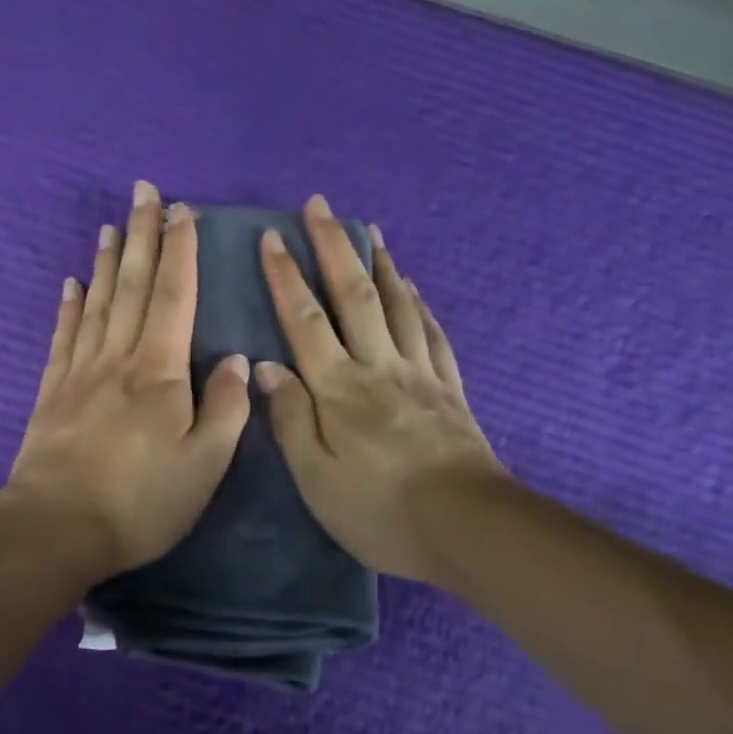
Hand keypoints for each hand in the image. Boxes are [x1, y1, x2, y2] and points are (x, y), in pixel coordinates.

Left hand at [8, 181, 252, 579]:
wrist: (56, 527)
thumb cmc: (141, 500)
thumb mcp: (204, 464)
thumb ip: (225, 409)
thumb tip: (235, 361)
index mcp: (159, 371)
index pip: (173, 296)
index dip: (180, 252)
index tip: (182, 211)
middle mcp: (118, 358)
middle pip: (131, 285)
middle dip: (142, 235)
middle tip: (143, 192)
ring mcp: (79, 372)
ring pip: (96, 302)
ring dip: (106, 260)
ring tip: (111, 226)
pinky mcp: (52, 392)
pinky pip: (63, 336)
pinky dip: (69, 306)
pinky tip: (72, 284)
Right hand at [255, 195, 504, 583]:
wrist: (468, 528)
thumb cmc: (379, 510)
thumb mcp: (316, 478)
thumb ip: (290, 418)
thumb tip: (264, 367)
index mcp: (339, 388)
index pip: (305, 320)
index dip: (285, 277)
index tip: (271, 237)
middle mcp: (378, 367)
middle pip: (354, 296)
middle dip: (333, 247)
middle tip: (321, 205)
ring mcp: (419, 374)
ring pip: (397, 305)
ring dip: (378, 264)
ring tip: (369, 231)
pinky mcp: (449, 390)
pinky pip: (432, 334)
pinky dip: (418, 304)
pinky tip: (412, 289)